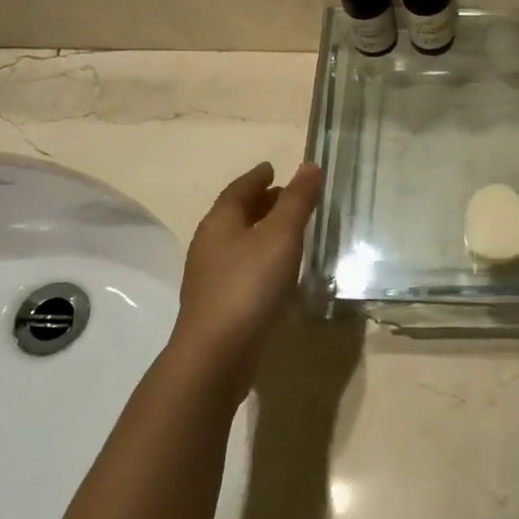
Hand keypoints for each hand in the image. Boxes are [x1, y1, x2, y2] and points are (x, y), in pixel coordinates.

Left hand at [172, 161, 324, 403]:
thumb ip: (297, 200)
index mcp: (219, 222)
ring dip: (260, 231)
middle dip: (259, 202)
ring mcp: (210, 277)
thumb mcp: (281, 235)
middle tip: (285, 195)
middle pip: (235, 214)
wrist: (217, 353)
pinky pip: (241, 267)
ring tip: (287, 230)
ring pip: (238, 242)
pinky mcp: (218, 304)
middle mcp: (209, 245)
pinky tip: (277, 270)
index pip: (238, 189)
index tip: (272, 168)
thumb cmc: (249, 284)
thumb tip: (309, 165)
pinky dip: (259, 257)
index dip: (257, 177)